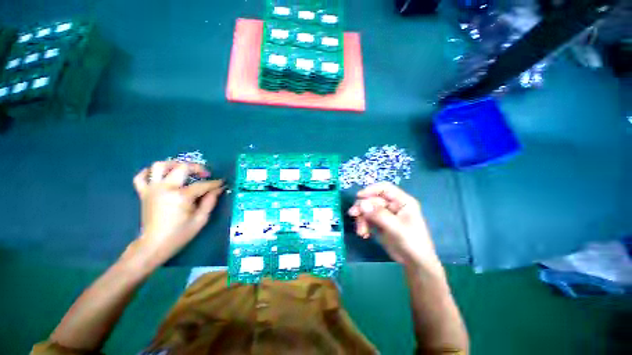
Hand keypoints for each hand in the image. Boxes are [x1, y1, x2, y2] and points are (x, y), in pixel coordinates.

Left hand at [123, 161, 224, 266]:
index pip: (202, 185)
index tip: (222, 183)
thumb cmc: (180, 234)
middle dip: (197, 167)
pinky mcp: (143, 193)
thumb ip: (210, 201)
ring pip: (159, 166)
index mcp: (181, 196)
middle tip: (205, 174)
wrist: (153, 245)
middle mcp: (165, 188)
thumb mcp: (201, 219)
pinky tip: (160, 175)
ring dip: (174, 164)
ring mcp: (152, 189)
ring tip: (183, 170)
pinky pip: (141, 176)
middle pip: (182, 167)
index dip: (215, 183)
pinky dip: (149, 172)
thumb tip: (218, 189)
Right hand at [348, 182, 440, 269]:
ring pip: (367, 209)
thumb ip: (379, 215)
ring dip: (361, 219)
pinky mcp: (379, 222)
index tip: (359, 196)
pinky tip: (364, 234)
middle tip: (353, 215)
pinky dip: (363, 225)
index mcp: (401, 201)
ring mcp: (385, 214)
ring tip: (361, 232)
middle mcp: (392, 205)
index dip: (371, 190)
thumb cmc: (412, 243)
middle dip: (362, 207)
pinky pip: (367, 219)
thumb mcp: (397, 228)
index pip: (384, 188)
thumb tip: (362, 204)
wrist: (414, 263)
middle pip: (372, 199)